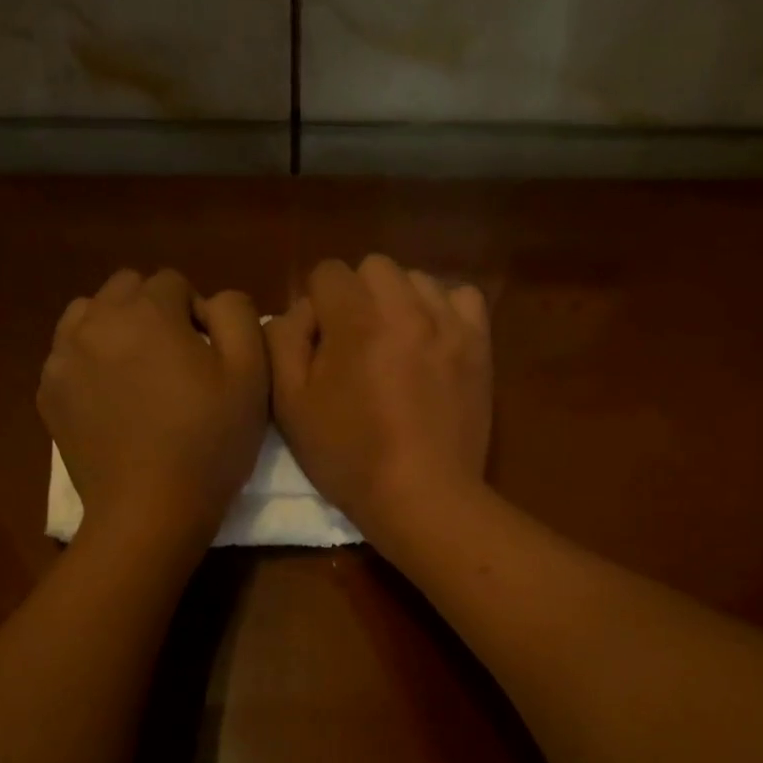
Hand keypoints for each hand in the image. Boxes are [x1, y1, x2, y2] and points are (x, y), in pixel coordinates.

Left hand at [40, 268, 268, 550]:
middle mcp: (97, 321)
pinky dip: (89, 361)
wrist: (149, 512)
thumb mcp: (251, 375)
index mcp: (148, 312)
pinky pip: (67, 353)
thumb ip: (237, 315)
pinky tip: (110, 399)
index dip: (197, 315)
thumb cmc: (208, 445)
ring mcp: (63, 357)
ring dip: (115, 328)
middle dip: (153, 312)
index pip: (174, 282)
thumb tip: (212, 302)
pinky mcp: (48, 392)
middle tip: (173, 362)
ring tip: (136, 372)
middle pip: (126, 288)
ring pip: (88, 314)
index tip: (207, 358)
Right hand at [267, 255, 491, 543]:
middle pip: (373, 267)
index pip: (327, 272)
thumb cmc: (349, 457)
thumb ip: (284, 342)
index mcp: (355, 320)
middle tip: (354, 345)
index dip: (315, 306)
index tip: (319, 346)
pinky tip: (431, 341)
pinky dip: (442, 309)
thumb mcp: (290, 406)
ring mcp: (448, 322)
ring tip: (394, 346)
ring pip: (416, 279)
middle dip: (357, 297)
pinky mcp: (478, 343)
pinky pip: (461, 297)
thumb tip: (301, 312)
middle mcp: (405, 307)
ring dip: (398, 302)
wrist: (421, 495)